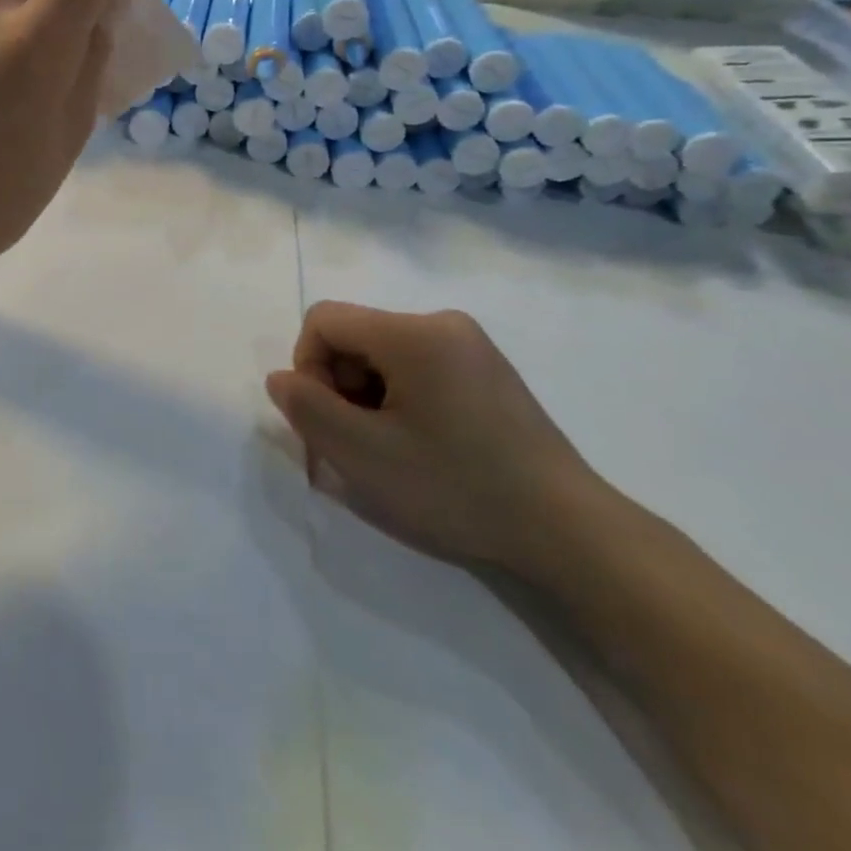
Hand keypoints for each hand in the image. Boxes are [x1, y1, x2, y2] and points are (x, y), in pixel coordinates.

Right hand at [266, 303, 611, 575]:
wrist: (568, 531)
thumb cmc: (457, 487)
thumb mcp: (362, 454)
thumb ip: (306, 408)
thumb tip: (281, 379)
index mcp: (413, 332)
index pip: (323, 320)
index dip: (307, 367)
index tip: (328, 421)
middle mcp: (443, 323)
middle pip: (355, 336)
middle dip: (339, 385)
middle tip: (357, 444)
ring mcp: (471, 346)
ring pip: (383, 354)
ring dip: (368, 396)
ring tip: (391, 451)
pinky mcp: (488, 371)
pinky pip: (418, 367)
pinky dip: (401, 399)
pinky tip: (423, 446)